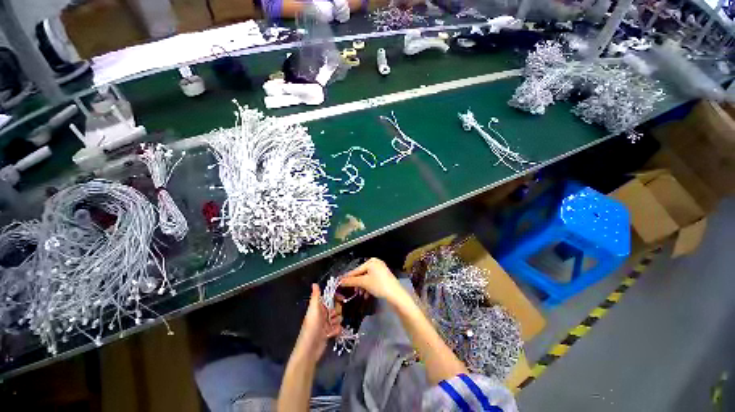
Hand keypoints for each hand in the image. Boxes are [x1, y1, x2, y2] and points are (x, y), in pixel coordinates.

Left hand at [295, 284, 342, 359]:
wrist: (310, 349)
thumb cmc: (312, 327)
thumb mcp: (314, 309)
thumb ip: (316, 296)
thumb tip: (314, 283)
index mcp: (319, 307)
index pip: (330, 298)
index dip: (337, 297)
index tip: (343, 299)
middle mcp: (323, 314)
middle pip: (336, 308)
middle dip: (337, 311)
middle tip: (332, 316)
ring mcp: (326, 324)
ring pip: (338, 318)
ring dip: (337, 322)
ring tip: (331, 327)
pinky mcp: (329, 333)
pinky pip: (338, 328)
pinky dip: (336, 330)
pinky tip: (331, 334)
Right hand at [339, 258, 404, 302]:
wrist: (395, 294)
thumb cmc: (379, 285)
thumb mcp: (364, 283)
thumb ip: (351, 281)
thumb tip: (340, 281)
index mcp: (371, 261)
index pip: (356, 270)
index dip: (348, 277)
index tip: (339, 282)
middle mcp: (376, 263)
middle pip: (362, 274)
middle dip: (357, 284)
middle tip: (353, 291)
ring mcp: (380, 269)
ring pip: (367, 278)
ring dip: (363, 287)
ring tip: (361, 294)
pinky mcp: (384, 276)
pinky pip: (372, 280)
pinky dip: (369, 287)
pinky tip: (367, 294)